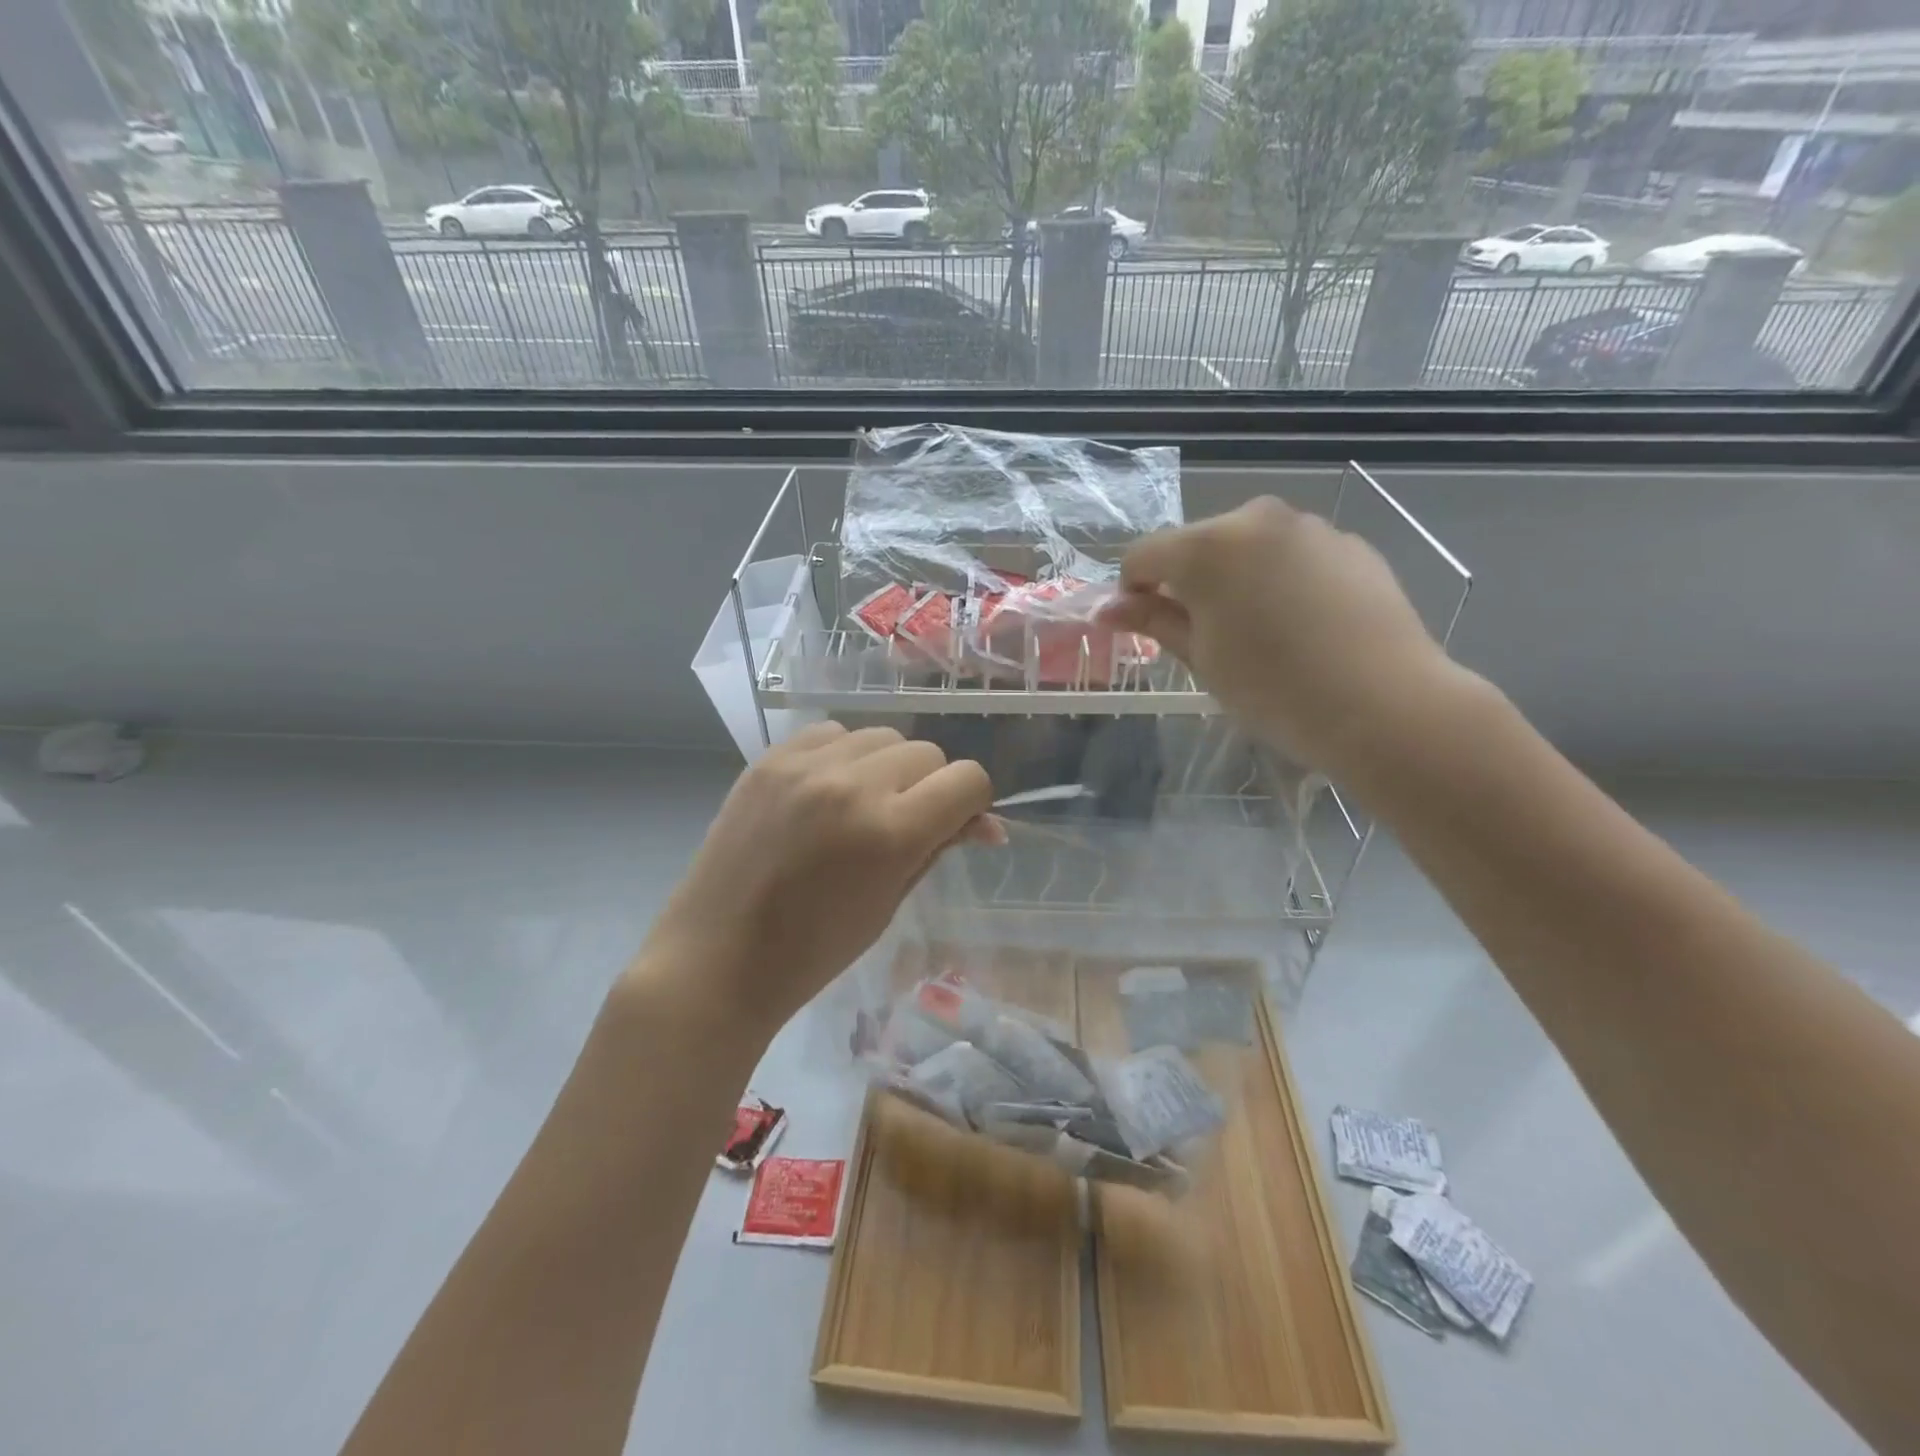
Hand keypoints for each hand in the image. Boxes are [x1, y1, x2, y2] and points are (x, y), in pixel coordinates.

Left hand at [640, 723, 1000, 1036]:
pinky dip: (843, 756)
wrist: (717, 957)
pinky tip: (826, 790)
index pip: (967, 780)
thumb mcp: (890, 902)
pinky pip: (832, 733)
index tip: (956, 825)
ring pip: (882, 736)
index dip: (972, 803)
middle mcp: (852, 785)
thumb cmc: (814, 950)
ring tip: (862, 804)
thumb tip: (987, 824)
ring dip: (887, 766)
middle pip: (928, 752)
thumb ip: (938, 848)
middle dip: (930, 786)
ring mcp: (805, 766)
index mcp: (890, 832)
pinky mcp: (770, 759)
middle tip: (904, 824)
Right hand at [1102, 497, 1457, 775]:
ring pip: (1248, 547)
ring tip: (1260, 632)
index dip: (1133, 591)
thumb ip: (1154, 621)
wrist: (1383, 704)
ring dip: (1236, 578)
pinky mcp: (1350, 544)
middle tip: (1206, 635)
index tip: (1145, 627)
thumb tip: (1107, 608)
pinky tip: (1303, 626)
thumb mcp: (1202, 659)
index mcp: (1207, 547)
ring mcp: (1309, 528)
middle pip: (1198, 544)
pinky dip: (1281, 580)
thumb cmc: (1273, 689)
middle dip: (1189, 581)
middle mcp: (1256, 519)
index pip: (1143, 555)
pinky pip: (1293, 555)